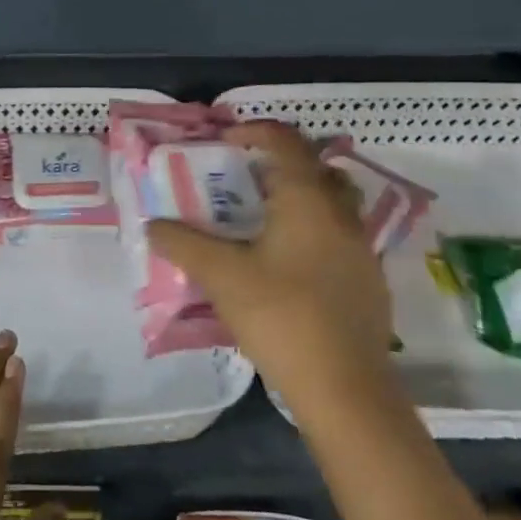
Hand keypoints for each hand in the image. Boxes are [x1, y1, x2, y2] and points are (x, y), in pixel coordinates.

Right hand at [147, 121, 393, 410]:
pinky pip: (340, 236)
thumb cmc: (280, 316)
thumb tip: (152, 225)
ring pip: (333, 202)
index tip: (224, 141)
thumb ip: (183, 244)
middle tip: (244, 179)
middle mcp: (341, 214)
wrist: (345, 388)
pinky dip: (314, 231)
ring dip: (301, 197)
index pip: (285, 141)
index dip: (254, 131)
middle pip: (316, 167)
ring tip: (263, 220)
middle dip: (280, 163)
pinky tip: (287, 264)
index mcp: (308, 200)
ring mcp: (361, 248)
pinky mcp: (368, 280)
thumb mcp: (221, 276)